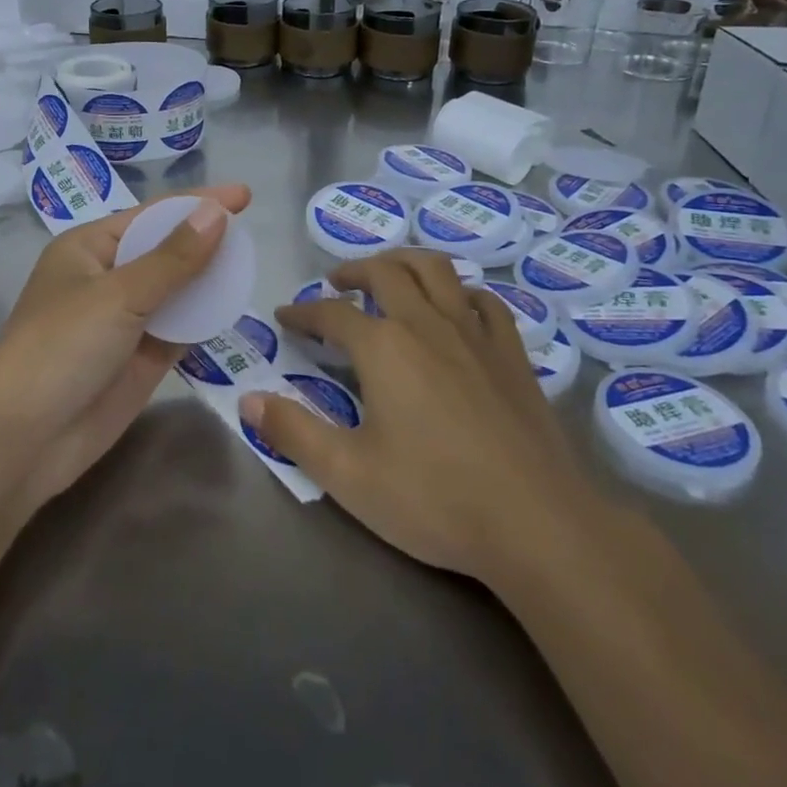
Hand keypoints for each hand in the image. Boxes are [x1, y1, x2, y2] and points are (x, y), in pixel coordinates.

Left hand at [0, 184, 251, 515]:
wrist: (25, 439)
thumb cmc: (62, 347)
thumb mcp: (120, 295)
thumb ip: (174, 258)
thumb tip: (216, 213)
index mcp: (88, 248)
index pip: (152, 215)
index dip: (197, 203)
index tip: (244, 195)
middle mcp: (106, 278)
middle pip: (165, 249)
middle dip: (204, 239)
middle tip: (251, 232)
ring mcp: (123, 320)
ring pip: (175, 289)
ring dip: (208, 279)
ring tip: (250, 265)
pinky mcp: (139, 358)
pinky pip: (179, 327)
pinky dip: (203, 317)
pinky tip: (232, 305)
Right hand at [255, 249, 604, 588]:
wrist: (538, 524)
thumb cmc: (435, 499)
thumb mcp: (349, 474)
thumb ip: (294, 433)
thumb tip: (249, 398)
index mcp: (383, 347)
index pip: (331, 313)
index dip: (303, 312)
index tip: (285, 316)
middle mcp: (426, 324)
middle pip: (385, 273)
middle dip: (353, 271)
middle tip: (336, 284)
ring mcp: (474, 334)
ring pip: (436, 270)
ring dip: (405, 262)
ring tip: (390, 274)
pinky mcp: (512, 354)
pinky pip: (486, 302)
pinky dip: (463, 293)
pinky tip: (457, 307)